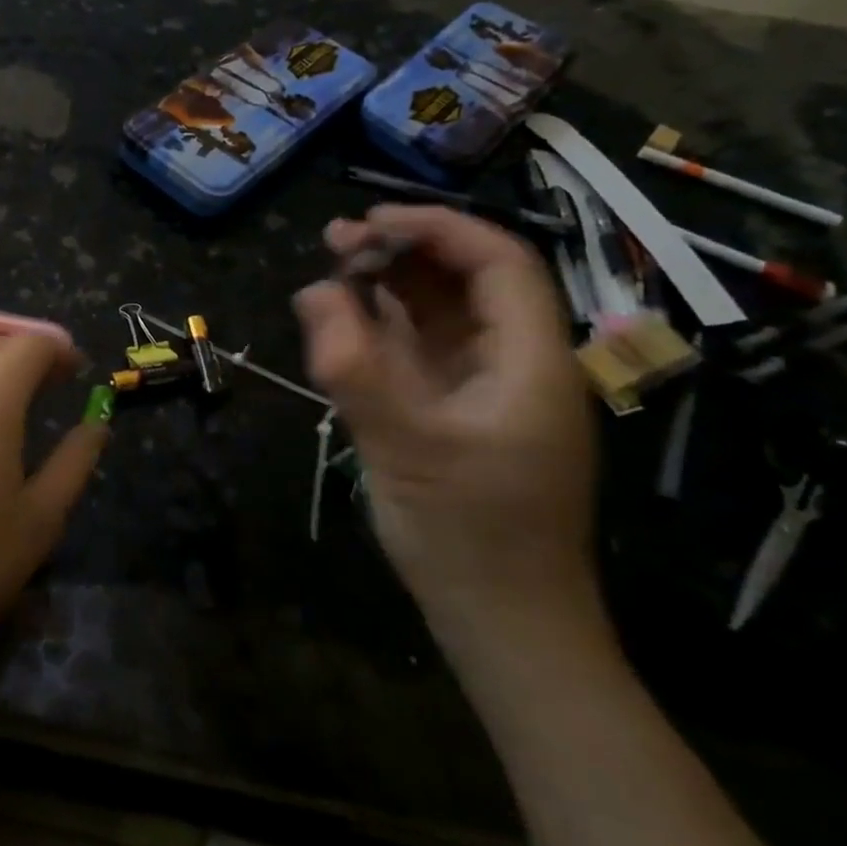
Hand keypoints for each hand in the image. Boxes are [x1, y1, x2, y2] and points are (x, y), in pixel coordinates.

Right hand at [293, 206, 597, 638]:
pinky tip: (343, 321)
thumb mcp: (405, 447)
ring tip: (332, 268)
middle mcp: (516, 364)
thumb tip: (315, 291)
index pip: (498, 264)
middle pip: (469, 282)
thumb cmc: (469, 537)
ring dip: (390, 286)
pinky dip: (383, 328)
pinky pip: (422, 352)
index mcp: (531, 362)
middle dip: (404, 252)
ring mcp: (487, 390)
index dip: (437, 229)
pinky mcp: (458, 413)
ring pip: (443, 314)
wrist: (503, 623)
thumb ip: (355, 366)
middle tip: (335, 241)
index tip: (370, 222)